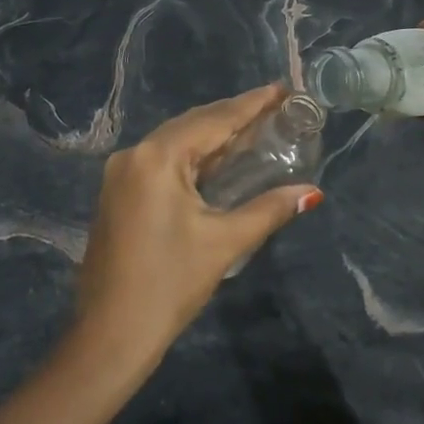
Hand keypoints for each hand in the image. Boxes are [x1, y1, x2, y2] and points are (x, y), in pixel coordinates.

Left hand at [73, 84, 321, 365]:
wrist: (110, 334)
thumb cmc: (170, 284)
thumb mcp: (225, 242)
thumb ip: (270, 209)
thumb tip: (312, 192)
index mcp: (158, 157)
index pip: (215, 120)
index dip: (253, 103)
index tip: (284, 89)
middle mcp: (134, 154)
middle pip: (193, 125)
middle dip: (235, 116)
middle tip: (277, 109)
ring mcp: (120, 173)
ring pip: (176, 142)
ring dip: (213, 136)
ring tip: (255, 130)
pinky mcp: (117, 192)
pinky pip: (161, 160)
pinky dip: (193, 156)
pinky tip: (217, 161)